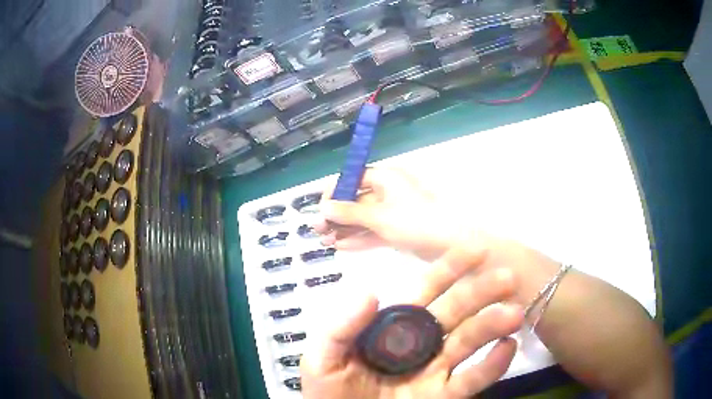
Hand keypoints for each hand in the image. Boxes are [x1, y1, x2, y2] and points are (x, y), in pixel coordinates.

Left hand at [300, 269, 522, 398]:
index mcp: (394, 329)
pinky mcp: (443, 397)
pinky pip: (471, 380)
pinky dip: (492, 365)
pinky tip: (507, 348)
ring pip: (468, 343)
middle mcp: (421, 345)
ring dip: (492, 325)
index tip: (475, 249)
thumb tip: (369, 291)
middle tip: (507, 277)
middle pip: (454, 314)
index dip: (448, 270)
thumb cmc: (328, 392)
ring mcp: (435, 372)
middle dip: (479, 293)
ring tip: (513, 313)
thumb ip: (341, 327)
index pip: (425, 293)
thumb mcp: (323, 358)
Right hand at [316, 168, 466, 260]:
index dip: (335, 192)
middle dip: (336, 215)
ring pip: (363, 219)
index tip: (320, 207)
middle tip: (317, 230)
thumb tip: (323, 207)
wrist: (453, 245)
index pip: (354, 179)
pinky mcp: (398, 231)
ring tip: (324, 241)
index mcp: (386, 178)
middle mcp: (388, 192)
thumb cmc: (416, 222)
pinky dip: (359, 238)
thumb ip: (350, 212)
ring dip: (344, 229)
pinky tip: (341, 246)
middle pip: (356, 201)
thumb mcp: (380, 216)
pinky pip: (373, 232)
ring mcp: (393, 213)